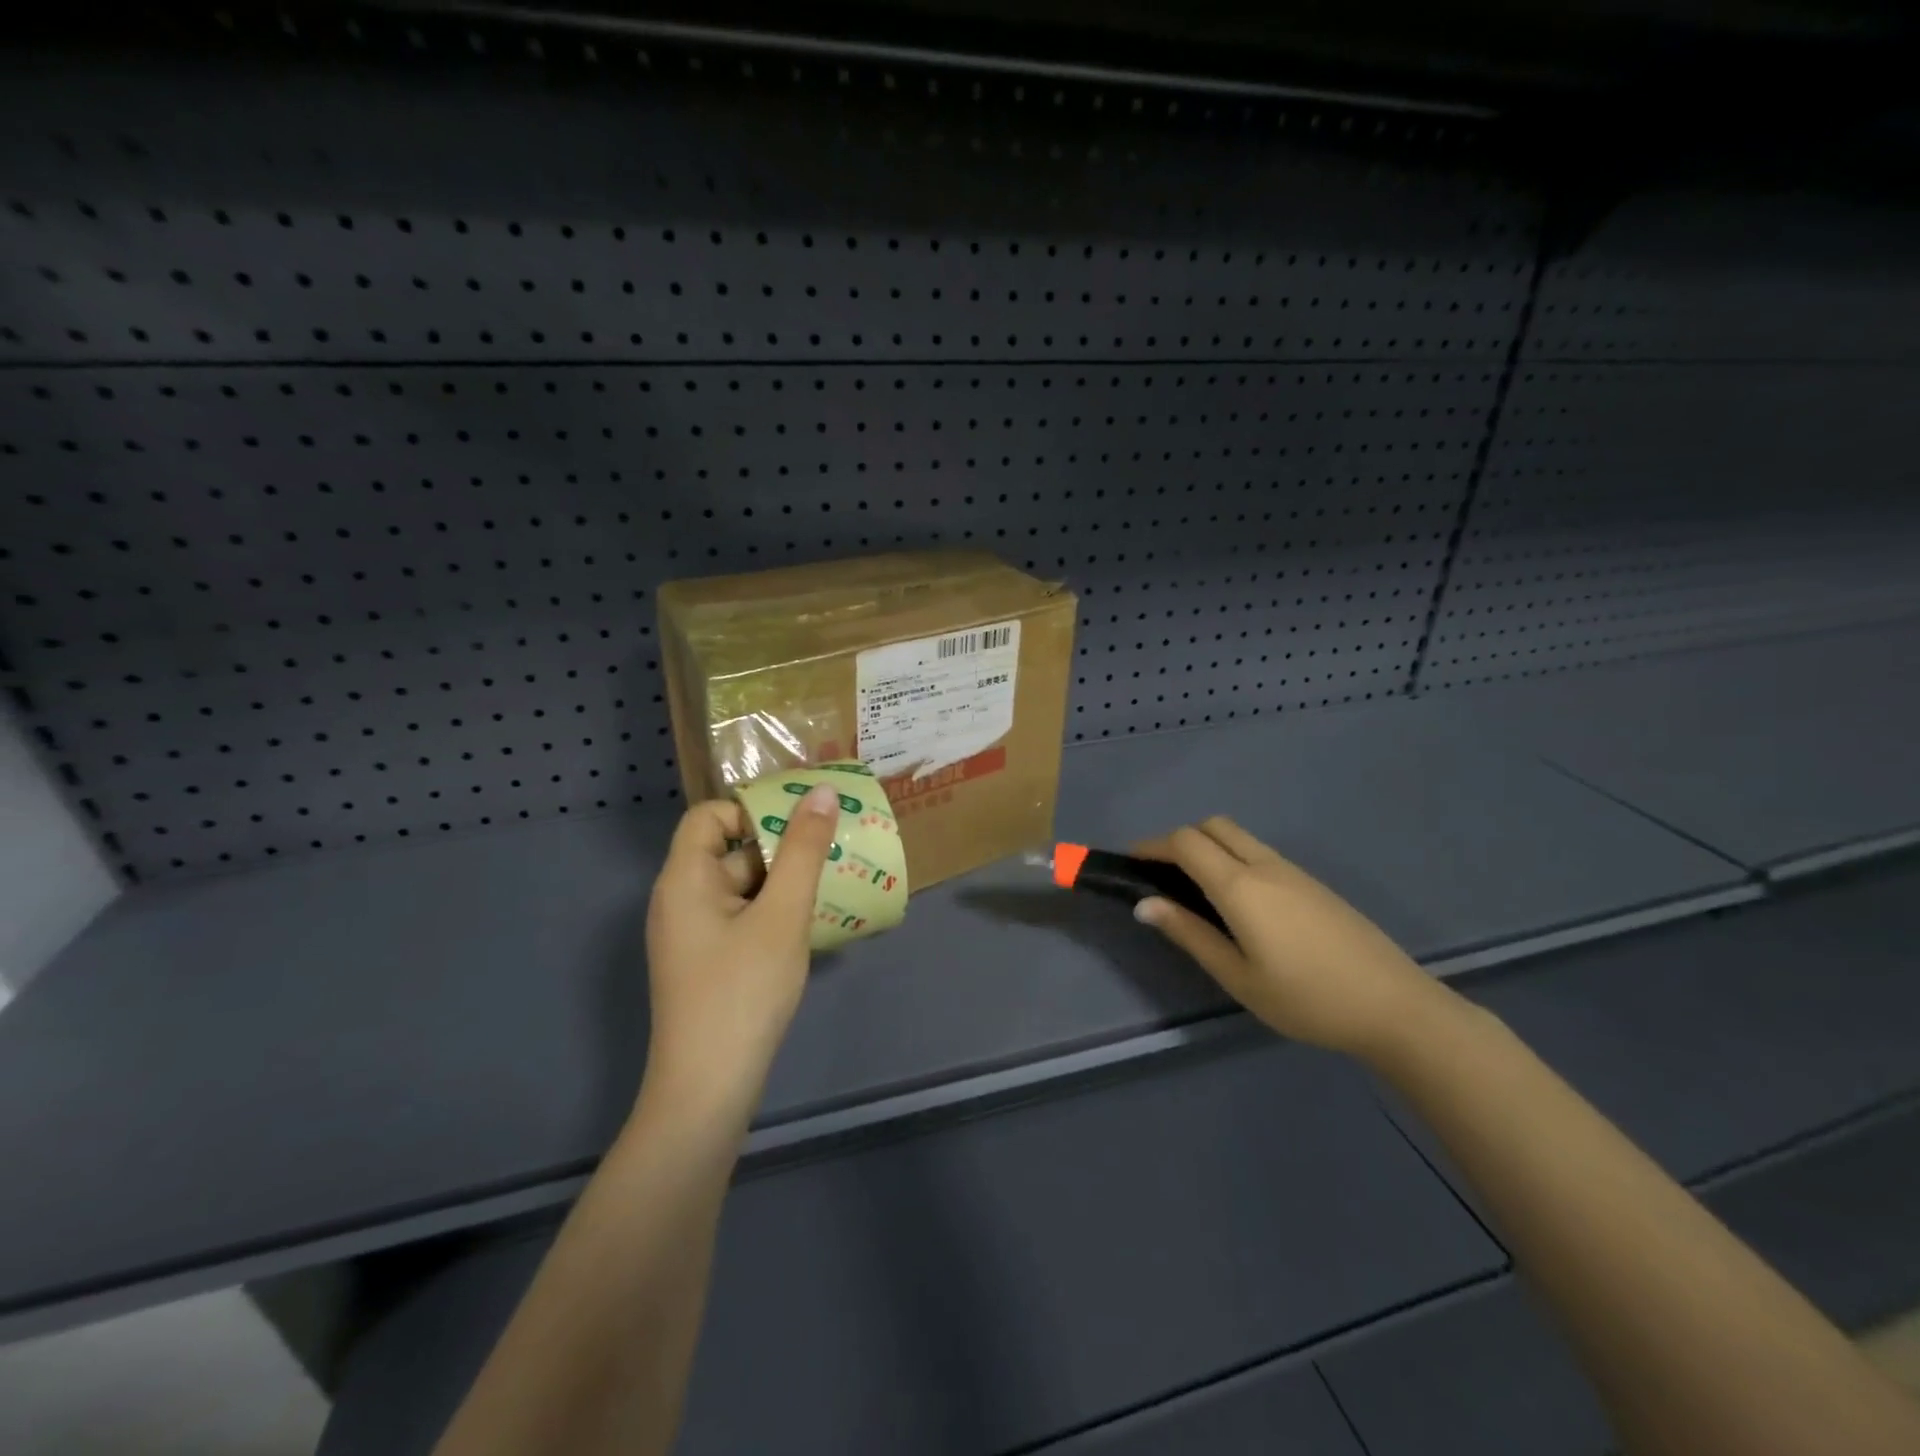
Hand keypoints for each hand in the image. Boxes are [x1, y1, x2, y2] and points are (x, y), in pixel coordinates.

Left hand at [641, 783, 840, 1114]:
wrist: (708, 1090)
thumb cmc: (743, 992)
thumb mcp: (783, 915)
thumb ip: (803, 851)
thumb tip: (820, 792)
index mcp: (685, 879)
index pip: (710, 816)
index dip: (753, 811)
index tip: (801, 825)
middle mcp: (681, 899)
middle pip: (729, 850)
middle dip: (780, 847)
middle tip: (831, 851)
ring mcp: (693, 934)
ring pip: (741, 886)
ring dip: (783, 881)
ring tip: (832, 884)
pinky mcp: (707, 962)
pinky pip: (741, 916)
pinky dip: (774, 911)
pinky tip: (810, 925)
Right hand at [1133, 817, 1448, 1059]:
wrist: (1393, 1006)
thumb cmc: (1306, 998)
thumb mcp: (1238, 976)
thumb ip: (1189, 934)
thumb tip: (1144, 903)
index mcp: (1240, 885)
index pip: (1185, 842)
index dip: (1152, 846)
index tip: (1132, 864)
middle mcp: (1264, 865)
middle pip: (1211, 825)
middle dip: (1179, 839)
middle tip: (1163, 876)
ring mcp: (1293, 870)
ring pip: (1238, 836)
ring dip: (1208, 847)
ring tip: (1196, 890)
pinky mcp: (1312, 883)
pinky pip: (1260, 852)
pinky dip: (1233, 858)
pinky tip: (1239, 902)